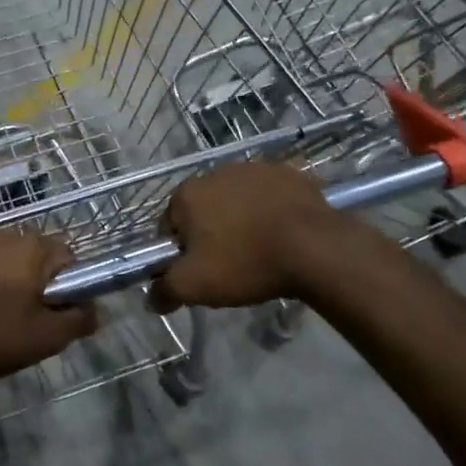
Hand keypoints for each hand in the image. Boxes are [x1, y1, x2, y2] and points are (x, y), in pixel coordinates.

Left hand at [0, 232, 98, 388]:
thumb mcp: (45, 338)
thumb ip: (78, 321)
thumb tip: (95, 310)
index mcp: (32, 249)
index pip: (67, 257)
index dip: (68, 285)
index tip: (55, 312)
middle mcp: (2, 235)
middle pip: (32, 256)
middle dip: (33, 283)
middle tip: (24, 320)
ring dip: (1, 281)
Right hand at [149, 162, 352, 313]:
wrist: (315, 249)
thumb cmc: (245, 263)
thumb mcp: (194, 287)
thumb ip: (164, 290)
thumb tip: (151, 297)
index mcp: (188, 194)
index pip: (170, 225)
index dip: (180, 251)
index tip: (200, 271)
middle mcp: (216, 172)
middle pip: (204, 209)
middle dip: (211, 232)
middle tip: (230, 264)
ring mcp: (255, 168)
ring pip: (238, 199)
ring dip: (242, 218)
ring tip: (260, 249)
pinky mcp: (289, 173)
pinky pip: (271, 194)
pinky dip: (272, 209)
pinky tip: (283, 233)